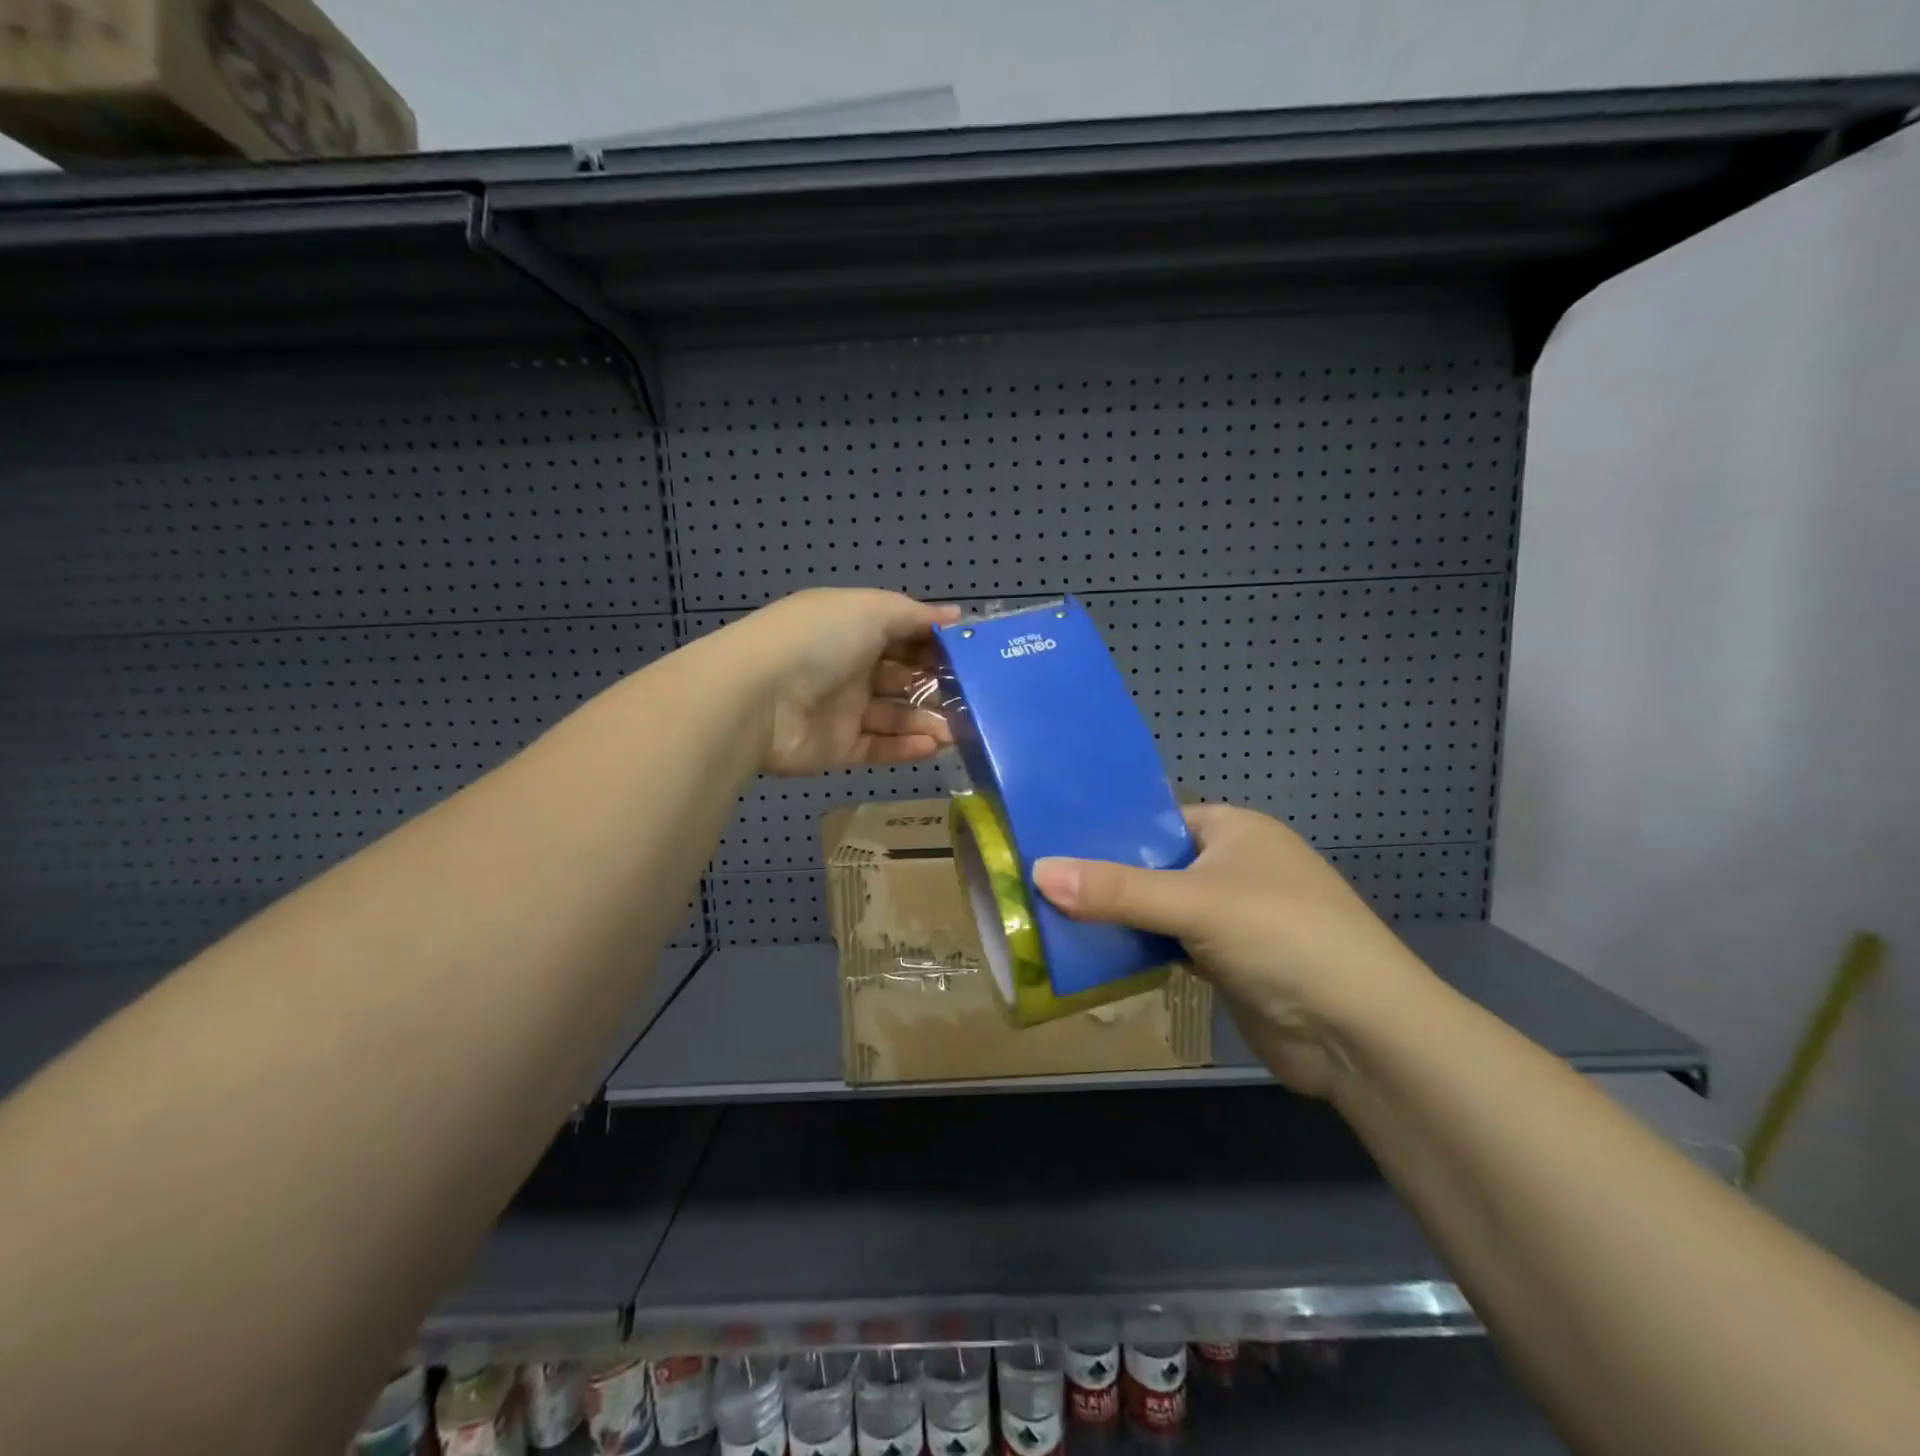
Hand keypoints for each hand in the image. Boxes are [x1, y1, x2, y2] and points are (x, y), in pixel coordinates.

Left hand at [718, 589, 960, 775]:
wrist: (757, 697)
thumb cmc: (818, 641)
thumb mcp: (870, 610)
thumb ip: (914, 615)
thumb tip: (955, 615)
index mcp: (853, 628)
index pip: (904, 635)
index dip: (937, 644)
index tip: (973, 656)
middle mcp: (849, 666)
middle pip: (903, 677)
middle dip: (938, 687)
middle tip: (974, 700)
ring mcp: (842, 709)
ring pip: (895, 715)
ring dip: (928, 721)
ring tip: (960, 730)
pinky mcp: (836, 747)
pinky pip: (878, 747)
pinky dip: (905, 747)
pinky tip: (932, 746)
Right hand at [1031, 804, 1433, 1095]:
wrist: (1361, 1035)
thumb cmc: (1283, 938)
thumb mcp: (1195, 903)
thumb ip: (1116, 890)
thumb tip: (1038, 872)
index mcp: (1233, 830)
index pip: (1156, 818)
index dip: (1106, 829)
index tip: (1049, 841)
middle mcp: (1232, 866)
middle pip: (1152, 865)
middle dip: (1104, 879)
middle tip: (1038, 883)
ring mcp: (1231, 917)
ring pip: (1158, 909)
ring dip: (1118, 919)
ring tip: (1050, 917)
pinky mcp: (1227, 963)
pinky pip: (1169, 946)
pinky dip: (1139, 950)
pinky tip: (1093, 954)